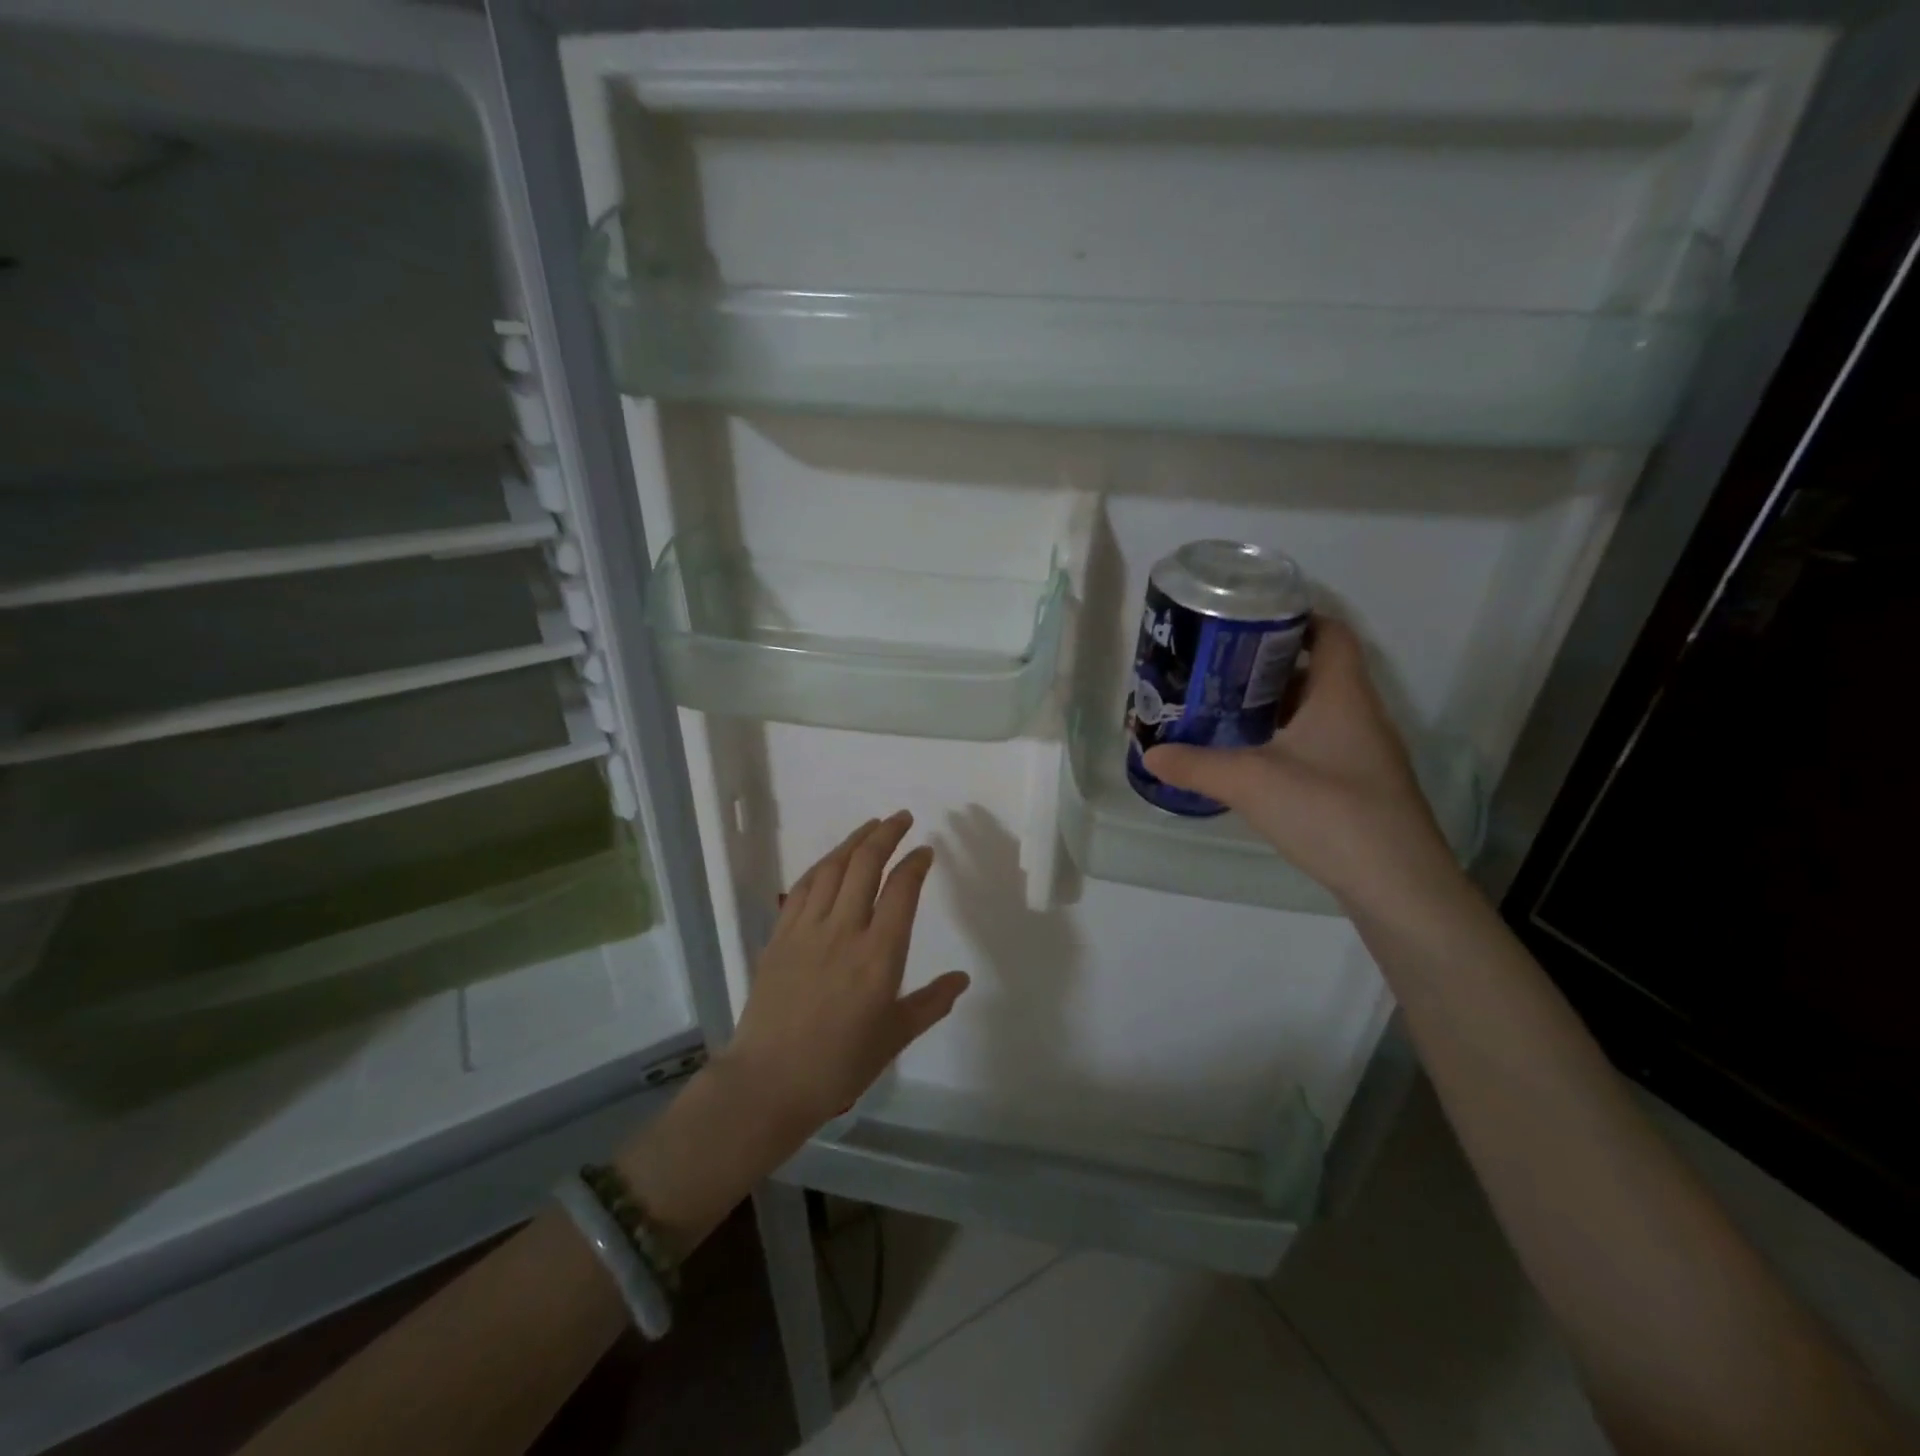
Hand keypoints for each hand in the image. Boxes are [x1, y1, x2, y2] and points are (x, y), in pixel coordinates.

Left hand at [718, 812, 970, 1139]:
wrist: (769, 1082)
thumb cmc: (839, 1065)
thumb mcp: (894, 1037)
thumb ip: (931, 1003)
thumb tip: (962, 979)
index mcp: (879, 956)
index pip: (901, 891)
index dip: (915, 864)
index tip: (924, 851)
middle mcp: (844, 931)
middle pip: (865, 866)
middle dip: (886, 835)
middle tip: (902, 818)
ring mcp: (807, 930)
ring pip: (832, 869)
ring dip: (853, 841)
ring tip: (870, 826)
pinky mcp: (780, 936)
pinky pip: (802, 888)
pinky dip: (821, 866)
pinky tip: (830, 860)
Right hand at [1143, 618, 1457, 912]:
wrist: (1397, 885)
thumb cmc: (1330, 812)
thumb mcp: (1251, 783)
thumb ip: (1197, 765)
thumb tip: (1151, 753)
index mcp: (1342, 694)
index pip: (1329, 632)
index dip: (1293, 617)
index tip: (1244, 622)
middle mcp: (1359, 713)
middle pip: (1316, 669)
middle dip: (1267, 665)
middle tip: (1216, 669)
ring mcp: (1364, 752)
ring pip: (1316, 710)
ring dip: (1274, 706)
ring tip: (1224, 710)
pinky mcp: (1360, 785)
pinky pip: (1319, 743)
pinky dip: (1285, 740)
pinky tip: (1252, 760)